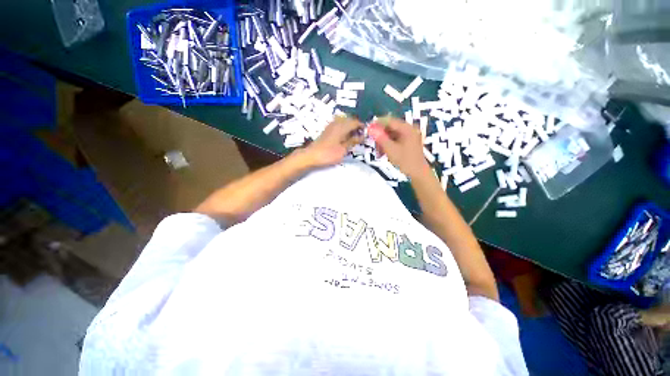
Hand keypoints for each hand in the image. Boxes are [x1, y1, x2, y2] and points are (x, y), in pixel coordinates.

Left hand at [303, 116, 363, 166]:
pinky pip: (339, 126)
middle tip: (361, 137)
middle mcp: (336, 123)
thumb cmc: (328, 154)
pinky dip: (344, 130)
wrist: (311, 156)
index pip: (355, 122)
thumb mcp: (343, 149)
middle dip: (357, 127)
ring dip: (350, 128)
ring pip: (344, 123)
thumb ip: (353, 141)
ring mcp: (330, 126)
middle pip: (350, 120)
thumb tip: (362, 136)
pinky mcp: (327, 131)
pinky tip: (345, 138)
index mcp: (342, 126)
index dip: (362, 127)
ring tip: (354, 138)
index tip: (367, 134)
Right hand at [368, 117, 429, 177]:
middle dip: (380, 135)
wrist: (418, 173)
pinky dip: (389, 145)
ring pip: (392, 135)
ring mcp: (410, 136)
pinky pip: (396, 140)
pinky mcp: (409, 142)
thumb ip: (380, 137)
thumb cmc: (405, 160)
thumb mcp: (390, 149)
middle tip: (373, 144)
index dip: (377, 124)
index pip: (389, 121)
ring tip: (379, 152)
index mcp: (407, 128)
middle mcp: (409, 129)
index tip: (368, 129)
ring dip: (384, 142)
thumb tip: (370, 128)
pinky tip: (384, 153)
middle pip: (391, 128)